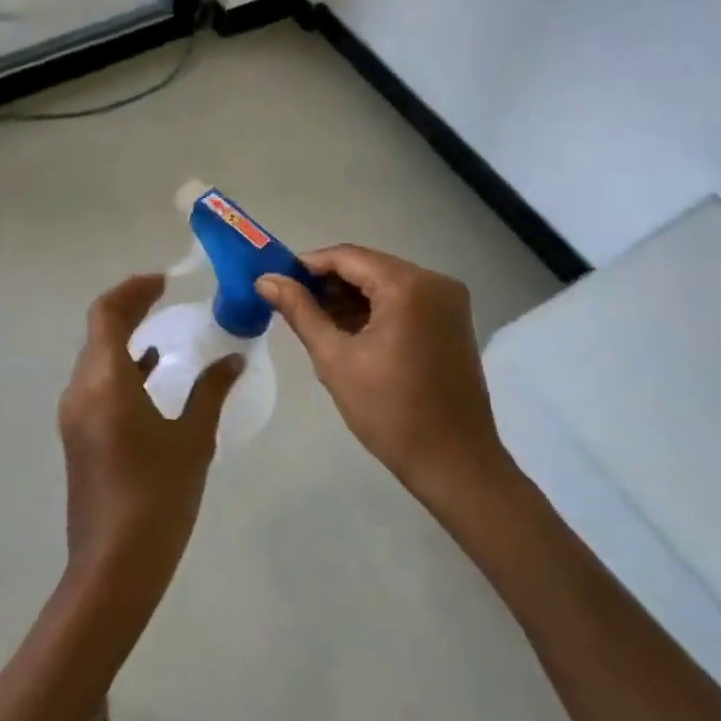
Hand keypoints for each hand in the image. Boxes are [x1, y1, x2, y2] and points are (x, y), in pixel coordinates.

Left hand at [58, 274, 243, 614]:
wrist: (114, 567)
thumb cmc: (158, 496)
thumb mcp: (193, 438)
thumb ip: (211, 390)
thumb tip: (232, 358)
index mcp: (105, 381)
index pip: (106, 314)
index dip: (132, 290)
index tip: (163, 281)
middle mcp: (81, 390)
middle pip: (98, 331)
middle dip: (129, 307)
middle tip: (164, 295)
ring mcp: (76, 415)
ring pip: (96, 357)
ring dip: (124, 336)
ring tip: (161, 325)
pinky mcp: (80, 436)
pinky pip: (98, 383)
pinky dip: (122, 366)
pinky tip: (151, 370)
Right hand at [257, 247, 507, 500]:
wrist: (455, 463)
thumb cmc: (390, 412)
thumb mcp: (335, 359)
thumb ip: (300, 312)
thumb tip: (266, 279)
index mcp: (408, 286)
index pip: (348, 257)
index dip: (309, 265)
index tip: (278, 281)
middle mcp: (434, 281)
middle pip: (369, 266)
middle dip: (330, 282)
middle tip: (293, 304)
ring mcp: (449, 300)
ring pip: (386, 282)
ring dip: (352, 296)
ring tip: (318, 321)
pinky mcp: (453, 319)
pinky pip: (406, 299)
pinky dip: (377, 308)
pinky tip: (351, 330)